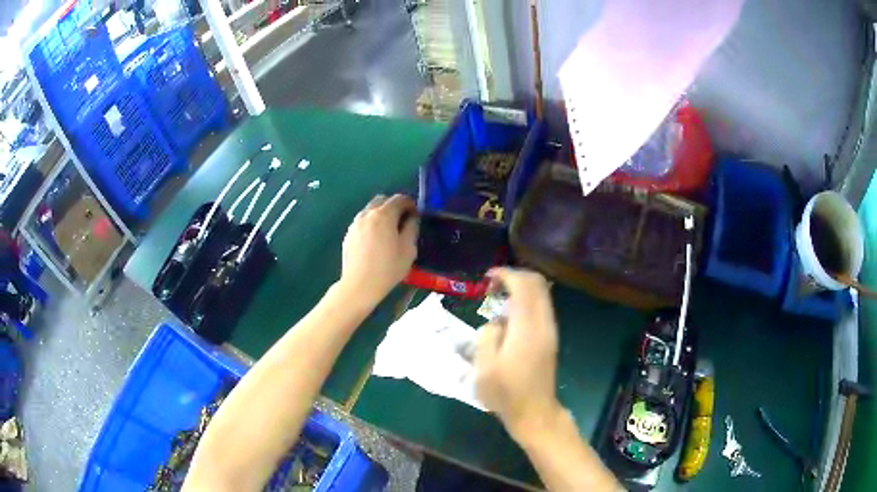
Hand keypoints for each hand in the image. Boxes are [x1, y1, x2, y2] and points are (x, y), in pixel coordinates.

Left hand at [340, 194, 417, 307]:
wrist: (359, 285)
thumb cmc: (387, 268)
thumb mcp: (408, 249)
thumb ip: (412, 228)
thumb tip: (412, 218)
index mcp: (384, 215)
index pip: (399, 199)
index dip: (410, 204)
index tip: (416, 215)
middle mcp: (367, 214)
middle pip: (382, 200)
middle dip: (394, 206)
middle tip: (402, 220)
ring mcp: (355, 223)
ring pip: (370, 210)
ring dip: (381, 214)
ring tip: (388, 231)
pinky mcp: (348, 234)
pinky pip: (362, 221)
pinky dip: (371, 224)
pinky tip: (375, 241)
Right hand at [475, 268, 560, 442]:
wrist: (534, 412)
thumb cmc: (505, 392)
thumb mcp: (485, 367)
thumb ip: (488, 335)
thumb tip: (497, 322)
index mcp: (527, 328)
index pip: (523, 285)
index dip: (505, 274)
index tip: (487, 278)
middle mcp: (544, 324)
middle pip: (538, 283)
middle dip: (515, 276)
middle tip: (493, 286)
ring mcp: (550, 331)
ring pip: (542, 294)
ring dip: (522, 288)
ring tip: (498, 300)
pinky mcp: (551, 338)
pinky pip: (542, 307)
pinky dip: (527, 301)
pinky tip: (509, 317)